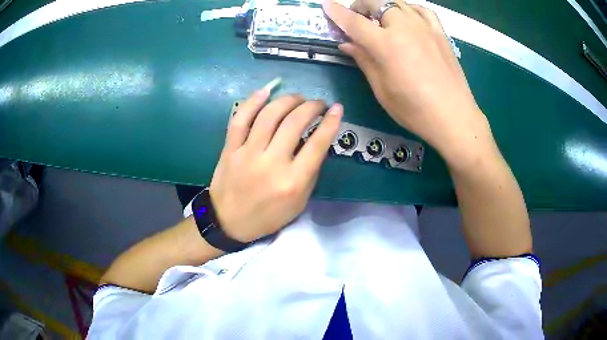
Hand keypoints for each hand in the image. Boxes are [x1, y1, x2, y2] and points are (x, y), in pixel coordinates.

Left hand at [209, 90, 342, 242]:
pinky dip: (253, 101)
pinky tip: (266, 91)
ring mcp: (247, 154)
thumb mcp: (299, 202)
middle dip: (311, 106)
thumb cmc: (268, 216)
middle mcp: (271, 164)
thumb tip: (317, 141)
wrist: (229, 222)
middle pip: (294, 123)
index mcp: (292, 181)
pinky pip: (240, 119)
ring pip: (269, 115)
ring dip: (288, 100)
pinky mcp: (230, 149)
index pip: (317, 144)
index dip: (330, 122)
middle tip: (318, 104)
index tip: (337, 108)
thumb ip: (310, 172)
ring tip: (298, 98)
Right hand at [324, 0, 492, 162]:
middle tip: (357, 17)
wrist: (454, 117)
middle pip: (376, 2)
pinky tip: (407, 18)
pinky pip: (421, 10)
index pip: (354, 21)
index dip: (337, 12)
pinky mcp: (440, 32)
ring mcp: (424, 27)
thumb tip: (346, 44)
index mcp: (386, 45)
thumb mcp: (382, 89)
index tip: (326, 5)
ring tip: (380, 19)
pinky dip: (409, 9)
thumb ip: (364, 60)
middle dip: (361, 5)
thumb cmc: (414, 110)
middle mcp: (404, 27)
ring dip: (383, 6)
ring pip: (398, 2)